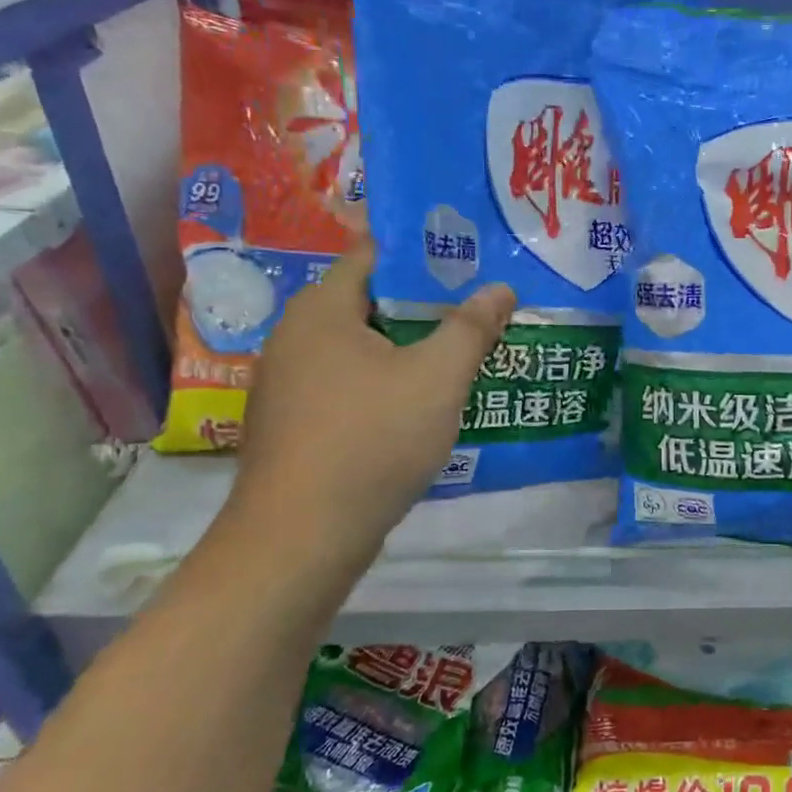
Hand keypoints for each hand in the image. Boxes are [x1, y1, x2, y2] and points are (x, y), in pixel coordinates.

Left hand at [225, 240, 514, 585]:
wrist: (302, 538)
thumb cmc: (372, 439)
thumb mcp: (438, 378)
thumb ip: (472, 328)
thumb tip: (501, 289)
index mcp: (322, 310)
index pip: (374, 255)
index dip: (425, 253)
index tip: (471, 261)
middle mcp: (296, 338)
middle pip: (372, 304)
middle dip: (427, 306)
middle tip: (480, 309)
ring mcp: (291, 386)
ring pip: (363, 350)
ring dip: (411, 350)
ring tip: (464, 354)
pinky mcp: (297, 426)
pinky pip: (352, 387)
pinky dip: (389, 385)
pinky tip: (425, 406)